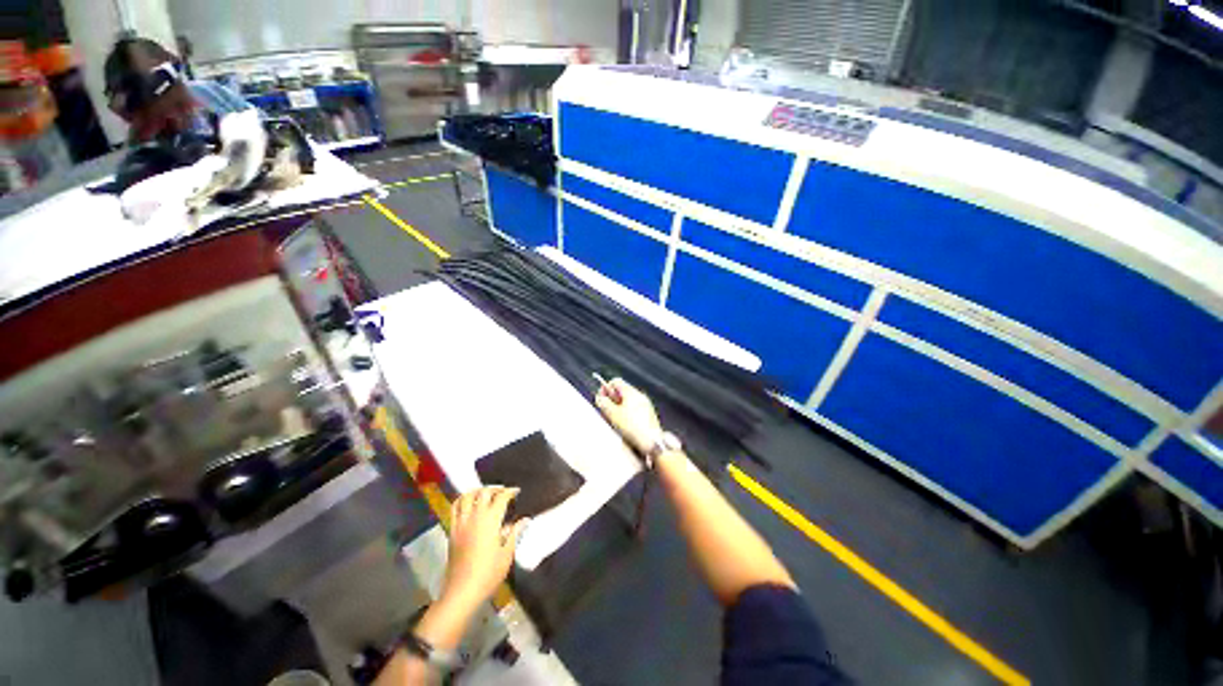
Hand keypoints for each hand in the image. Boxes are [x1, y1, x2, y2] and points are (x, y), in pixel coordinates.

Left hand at [440, 486, 528, 611]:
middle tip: (503, 492)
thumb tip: (525, 519)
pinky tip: (469, 504)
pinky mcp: (452, 531)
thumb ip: (515, 533)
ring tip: (485, 495)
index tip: (517, 492)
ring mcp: (461, 523)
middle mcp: (475, 517)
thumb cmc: (488, 574)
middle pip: (484, 492)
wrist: (462, 592)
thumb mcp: (507, 554)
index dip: (510, 491)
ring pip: (467, 496)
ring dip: (477, 491)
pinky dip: (462, 500)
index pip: (501, 497)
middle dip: (495, 489)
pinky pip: (455, 508)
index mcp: (490, 521)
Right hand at [595, 377, 661, 454]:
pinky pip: (634, 409)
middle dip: (612, 399)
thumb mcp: (613, 414)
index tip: (601, 398)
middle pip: (622, 391)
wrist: (652, 442)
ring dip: (619, 406)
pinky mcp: (648, 415)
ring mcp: (645, 405)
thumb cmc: (633, 428)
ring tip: (615, 418)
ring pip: (628, 401)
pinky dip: (627, 413)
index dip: (606, 388)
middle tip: (606, 409)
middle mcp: (640, 396)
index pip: (616, 381)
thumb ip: (604, 403)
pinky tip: (625, 424)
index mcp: (631, 392)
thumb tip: (600, 397)